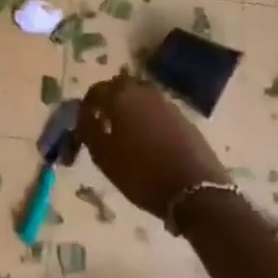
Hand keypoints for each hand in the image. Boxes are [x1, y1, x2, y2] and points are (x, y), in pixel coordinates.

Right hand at [75, 73, 227, 218]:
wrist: (196, 190)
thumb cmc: (141, 173)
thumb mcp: (103, 156)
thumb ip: (88, 130)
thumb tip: (84, 115)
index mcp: (121, 97)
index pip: (95, 91)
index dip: (86, 106)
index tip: (82, 123)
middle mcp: (144, 92)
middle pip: (120, 86)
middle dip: (109, 100)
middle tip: (102, 121)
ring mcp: (167, 103)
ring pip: (141, 96)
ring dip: (130, 107)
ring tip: (124, 131)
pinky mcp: (184, 118)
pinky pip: (158, 109)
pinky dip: (148, 117)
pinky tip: (147, 139)